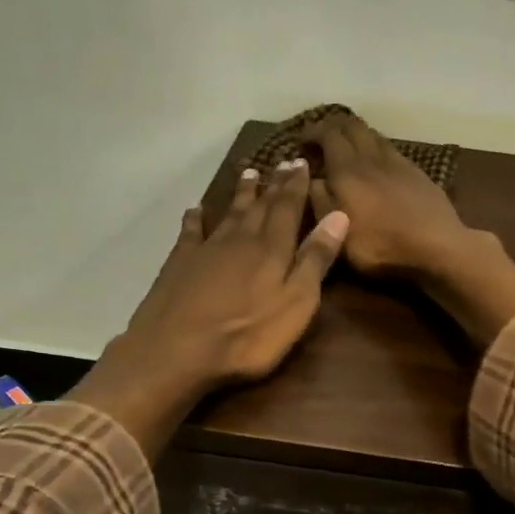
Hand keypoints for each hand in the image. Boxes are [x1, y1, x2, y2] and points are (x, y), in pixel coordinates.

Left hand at [67, 160, 347, 454]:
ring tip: (248, 173)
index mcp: (272, 249)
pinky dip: (195, 219)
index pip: (288, 208)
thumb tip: (339, 215)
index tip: (301, 162)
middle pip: (260, 206)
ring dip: (241, 194)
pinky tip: (196, 210)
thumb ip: (316, 260)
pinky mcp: (179, 264)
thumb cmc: (248, 336)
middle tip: (280, 161)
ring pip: (229, 213)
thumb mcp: (296, 303)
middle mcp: (240, 239)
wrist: (176, 352)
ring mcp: (206, 250)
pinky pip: (190, 232)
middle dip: (272, 184)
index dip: (296, 186)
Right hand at [301, 113, 473, 278]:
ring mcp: (398, 162)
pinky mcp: (418, 173)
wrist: (437, 246)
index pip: (327, 134)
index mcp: (347, 170)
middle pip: (352, 125)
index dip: (312, 131)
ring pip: (373, 134)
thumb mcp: (339, 233)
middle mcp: (371, 157)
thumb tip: (311, 177)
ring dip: (357, 135)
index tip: (301, 141)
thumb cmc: (381, 246)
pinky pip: (391, 149)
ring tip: (348, 149)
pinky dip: (377, 148)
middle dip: (333, 126)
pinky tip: (378, 164)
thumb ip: (320, 201)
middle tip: (322, 139)